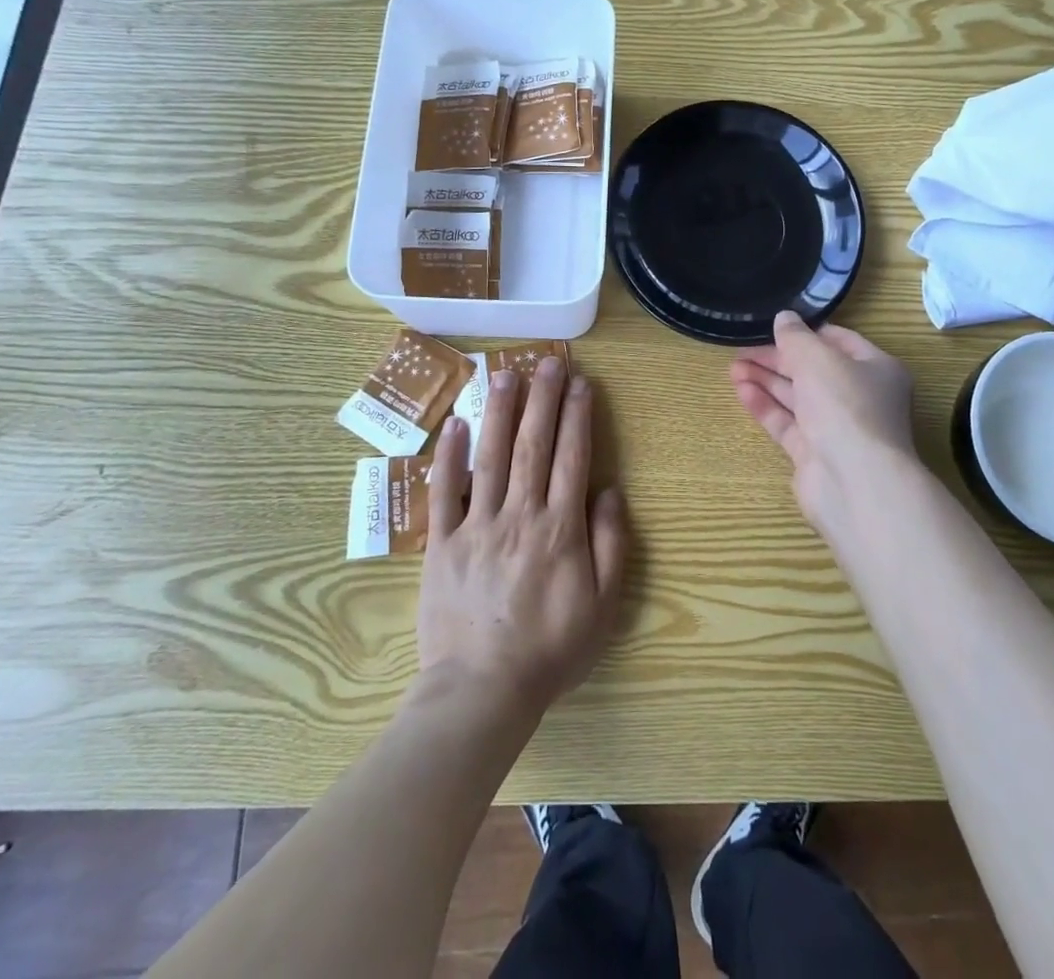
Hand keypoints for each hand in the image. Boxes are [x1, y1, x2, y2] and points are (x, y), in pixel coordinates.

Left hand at [417, 357, 627, 713]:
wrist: (482, 691)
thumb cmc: (550, 650)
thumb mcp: (604, 606)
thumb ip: (610, 543)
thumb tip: (609, 490)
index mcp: (560, 528)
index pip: (572, 457)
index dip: (577, 416)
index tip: (581, 383)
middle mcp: (520, 515)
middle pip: (533, 445)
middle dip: (542, 399)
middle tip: (546, 361)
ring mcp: (477, 526)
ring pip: (491, 457)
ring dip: (500, 412)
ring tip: (506, 374)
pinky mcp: (442, 543)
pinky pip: (445, 492)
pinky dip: (448, 456)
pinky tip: (455, 423)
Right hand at [730, 311, 918, 536]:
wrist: (855, 482)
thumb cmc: (845, 406)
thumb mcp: (818, 358)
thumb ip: (796, 337)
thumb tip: (784, 318)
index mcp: (876, 369)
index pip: (839, 341)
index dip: (806, 332)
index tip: (774, 326)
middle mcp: (860, 397)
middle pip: (814, 370)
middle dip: (778, 358)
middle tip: (742, 349)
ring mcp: (837, 428)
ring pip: (797, 397)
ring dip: (767, 380)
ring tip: (733, 368)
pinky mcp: (815, 453)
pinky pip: (787, 423)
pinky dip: (766, 406)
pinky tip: (742, 391)